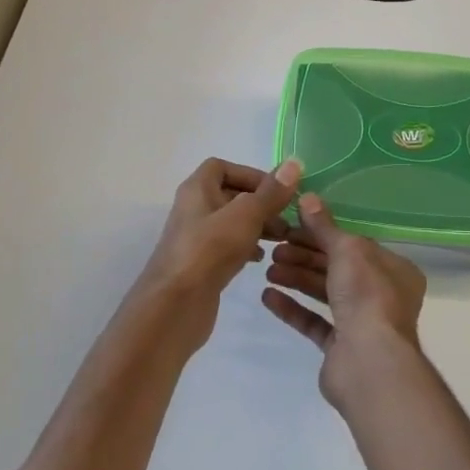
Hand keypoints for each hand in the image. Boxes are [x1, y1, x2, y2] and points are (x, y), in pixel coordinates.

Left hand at [141, 158, 301, 347]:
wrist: (175, 306)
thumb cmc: (209, 250)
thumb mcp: (247, 215)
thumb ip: (271, 192)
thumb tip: (294, 163)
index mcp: (197, 189)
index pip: (222, 167)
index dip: (250, 174)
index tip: (276, 191)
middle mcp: (193, 209)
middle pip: (230, 195)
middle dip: (261, 203)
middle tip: (288, 218)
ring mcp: (196, 239)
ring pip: (231, 223)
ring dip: (257, 226)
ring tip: (282, 239)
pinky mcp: (201, 265)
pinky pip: (227, 247)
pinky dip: (246, 247)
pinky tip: (262, 259)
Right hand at [261, 193, 427, 408]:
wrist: (369, 363)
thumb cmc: (367, 295)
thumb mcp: (347, 250)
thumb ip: (325, 226)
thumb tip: (308, 197)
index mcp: (393, 269)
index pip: (354, 244)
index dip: (322, 234)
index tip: (292, 227)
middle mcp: (382, 294)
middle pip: (337, 268)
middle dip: (305, 256)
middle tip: (274, 248)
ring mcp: (362, 323)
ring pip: (324, 293)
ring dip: (296, 278)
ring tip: (268, 269)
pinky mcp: (340, 348)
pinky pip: (314, 321)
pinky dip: (293, 308)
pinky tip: (268, 296)